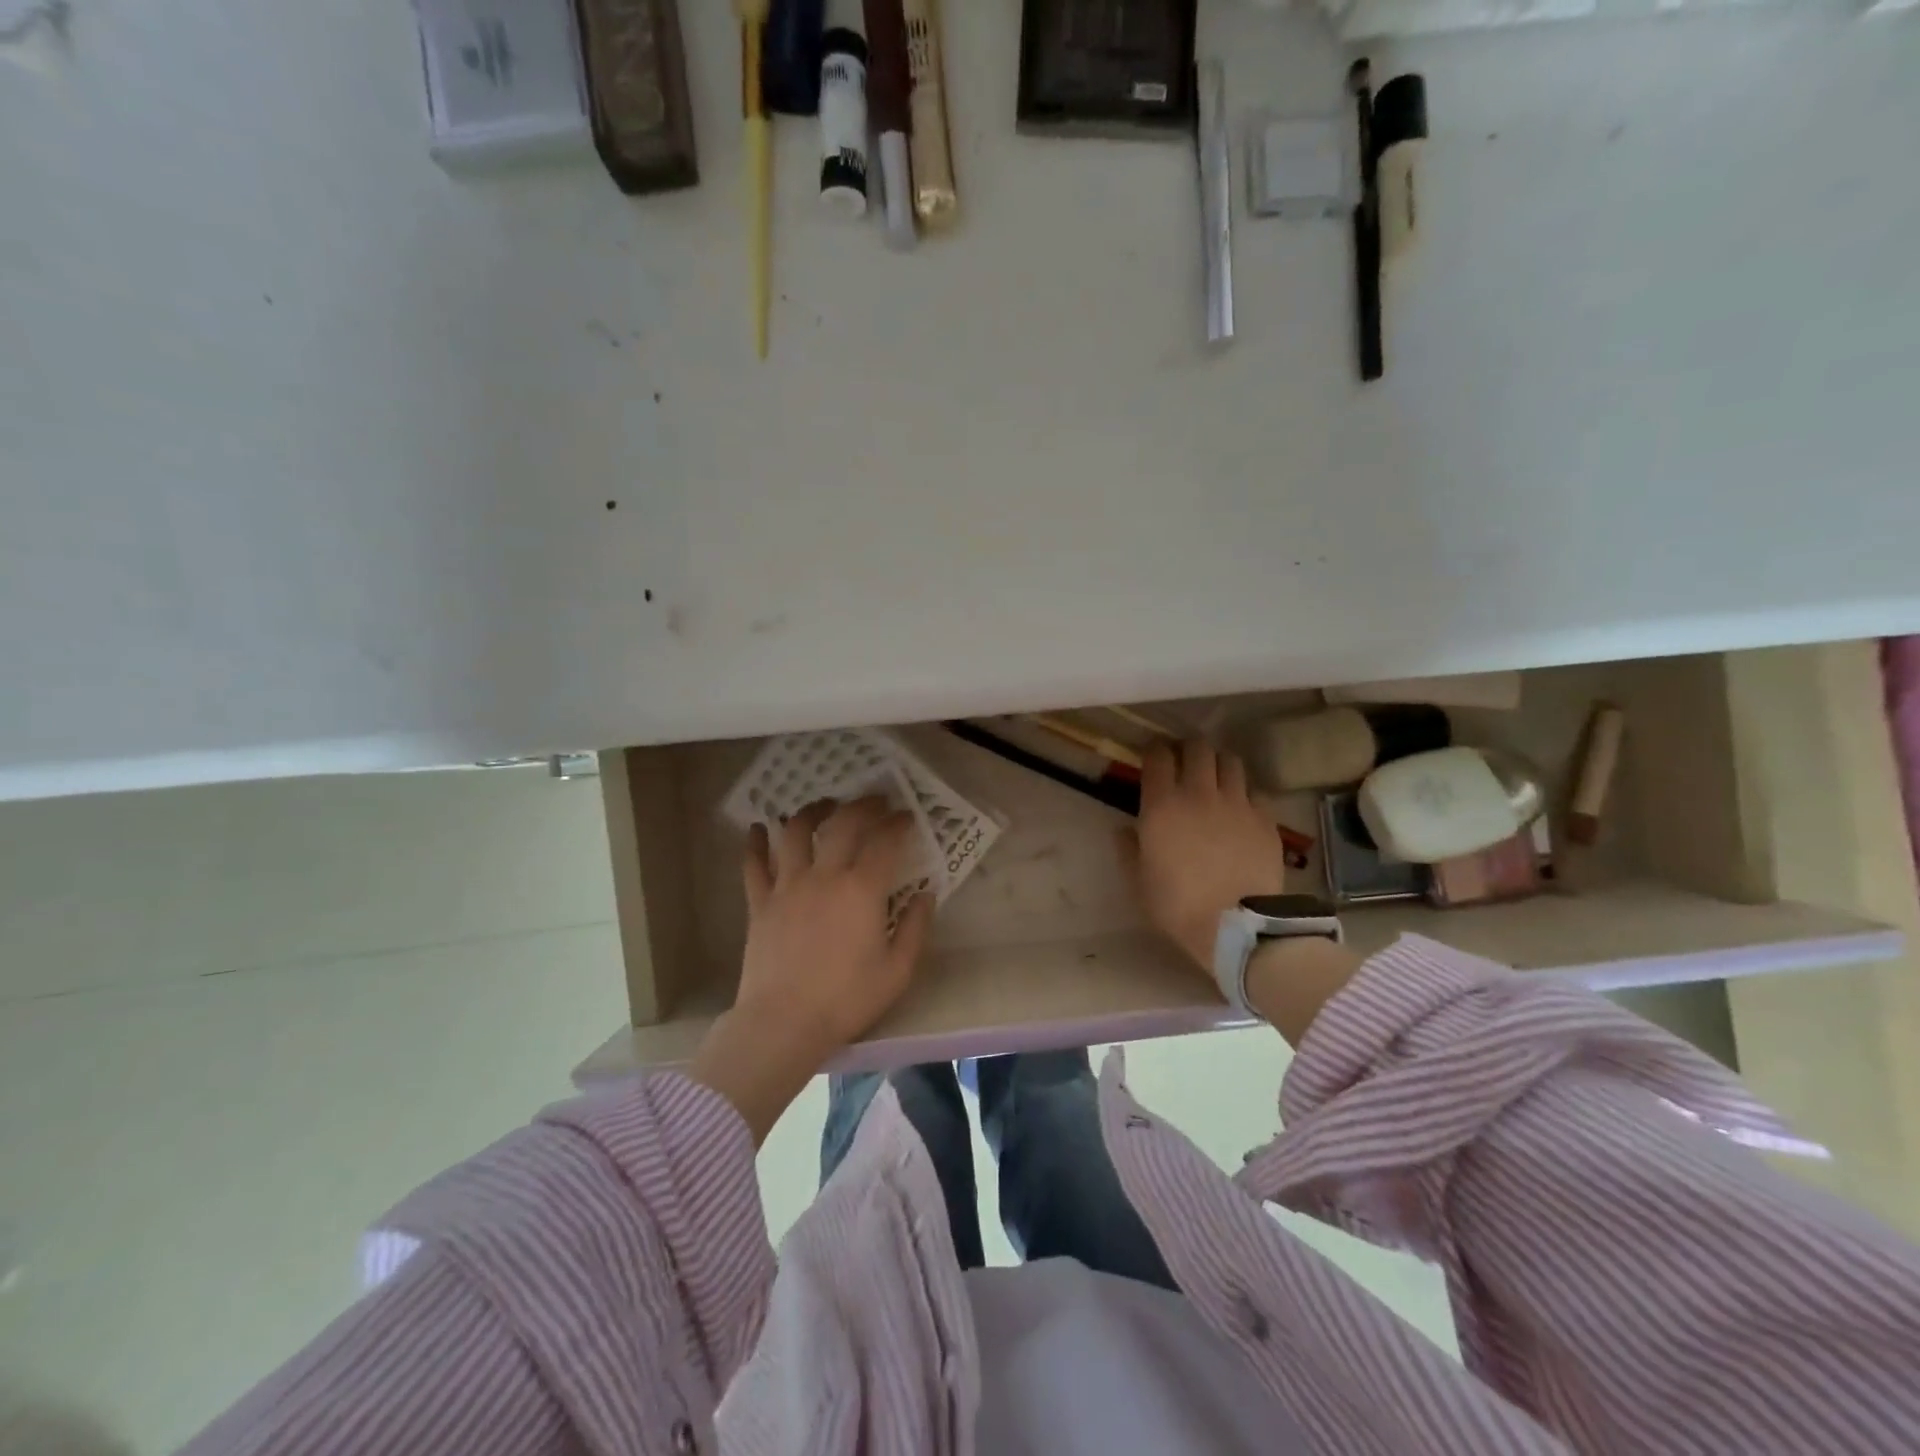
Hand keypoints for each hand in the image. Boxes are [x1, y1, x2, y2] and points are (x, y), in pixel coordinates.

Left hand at [736, 796, 934, 1051]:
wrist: (783, 1023)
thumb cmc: (846, 1000)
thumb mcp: (897, 971)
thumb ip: (915, 928)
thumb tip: (924, 895)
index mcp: (861, 890)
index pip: (884, 841)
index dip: (898, 824)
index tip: (907, 817)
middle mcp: (824, 876)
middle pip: (843, 824)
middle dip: (863, 806)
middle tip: (875, 801)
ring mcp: (787, 886)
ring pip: (794, 832)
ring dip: (811, 812)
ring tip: (824, 805)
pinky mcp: (760, 903)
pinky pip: (754, 864)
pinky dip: (755, 842)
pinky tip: (758, 828)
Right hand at [1121, 739, 1287, 976]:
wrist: (1235, 926)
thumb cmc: (1177, 905)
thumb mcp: (1138, 881)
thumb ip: (1129, 849)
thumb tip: (1124, 830)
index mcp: (1162, 805)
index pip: (1158, 757)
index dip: (1155, 751)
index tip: (1153, 756)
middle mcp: (1200, 793)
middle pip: (1198, 748)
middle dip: (1188, 749)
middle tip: (1185, 762)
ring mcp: (1237, 803)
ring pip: (1230, 762)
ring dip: (1219, 764)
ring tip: (1216, 778)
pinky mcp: (1265, 819)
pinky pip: (1255, 792)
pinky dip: (1244, 794)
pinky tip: (1241, 809)